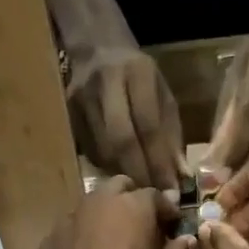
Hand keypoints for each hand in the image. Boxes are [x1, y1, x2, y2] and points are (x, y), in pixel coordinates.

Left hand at [30, 176, 194, 248]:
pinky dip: (85, 238)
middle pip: (119, 190)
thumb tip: (185, 238)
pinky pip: (72, 230)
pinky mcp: (46, 246)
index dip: (168, 213)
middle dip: (135, 205)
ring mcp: (65, 225)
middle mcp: (94, 206)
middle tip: (145, 235)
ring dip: (108, 219)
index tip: (174, 231)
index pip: (156, 196)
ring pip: (92, 207)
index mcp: (130, 210)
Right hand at [66, 42, 186, 190]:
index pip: (149, 125)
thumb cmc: (139, 78)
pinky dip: (107, 169)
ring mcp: (80, 98)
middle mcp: (105, 82)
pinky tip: (118, 176)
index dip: (159, 162)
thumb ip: (171, 136)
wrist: (96, 50)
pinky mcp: (67, 114)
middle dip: (140, 173)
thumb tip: (180, 179)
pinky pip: (90, 152)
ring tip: (139, 192)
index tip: (171, 191)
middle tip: (153, 198)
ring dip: (123, 175)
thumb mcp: (163, 96)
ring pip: (103, 150)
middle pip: (121, 140)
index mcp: (137, 72)